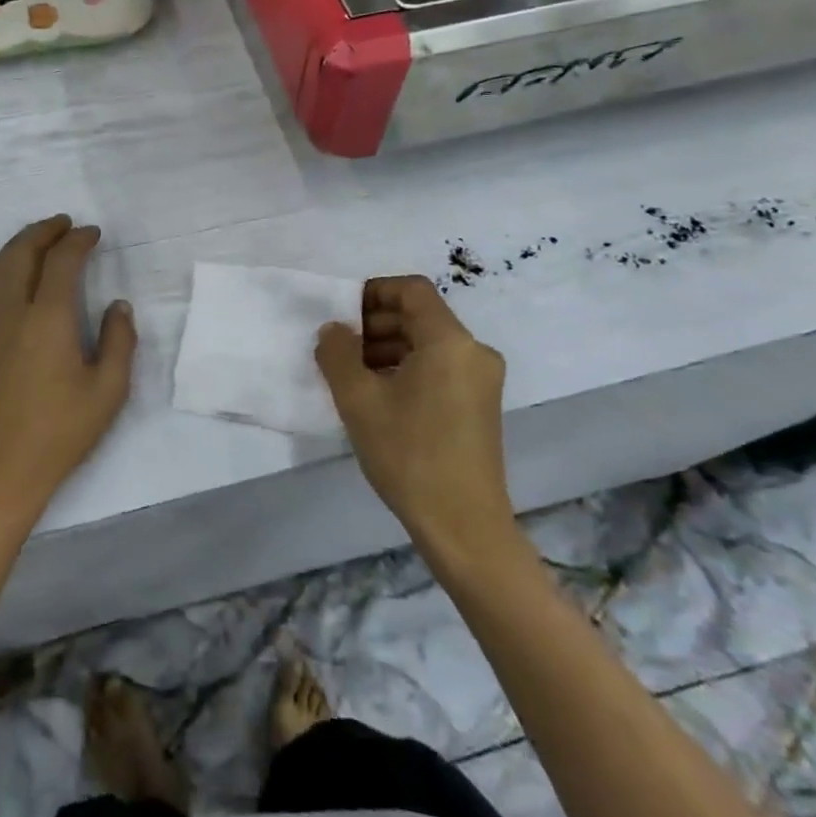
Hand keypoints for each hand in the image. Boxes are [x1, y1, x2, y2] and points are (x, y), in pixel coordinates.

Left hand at [0, 215, 136, 528]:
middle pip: (22, 253)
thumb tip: (118, 305)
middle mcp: (12, 312)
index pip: (62, 262)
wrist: (0, 471)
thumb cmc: (60, 433)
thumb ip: (119, 341)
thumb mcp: (108, 391)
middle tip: (64, 225)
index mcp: (49, 320)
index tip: (93, 234)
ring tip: (34, 240)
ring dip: (15, 246)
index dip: (78, 241)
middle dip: (44, 232)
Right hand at [315, 276, 521, 559]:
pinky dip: (407, 368)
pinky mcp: (480, 404)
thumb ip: (337, 353)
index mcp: (450, 341)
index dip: (373, 292)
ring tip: (352, 374)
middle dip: (376, 323)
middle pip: (420, 316)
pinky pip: (439, 367)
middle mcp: (474, 351)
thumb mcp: (358, 400)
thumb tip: (333, 330)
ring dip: (388, 347)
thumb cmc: (409, 454)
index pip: (412, 290)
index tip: (342, 315)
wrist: (463, 526)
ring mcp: (482, 379)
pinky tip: (378, 395)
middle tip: (339, 348)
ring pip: (428, 343)